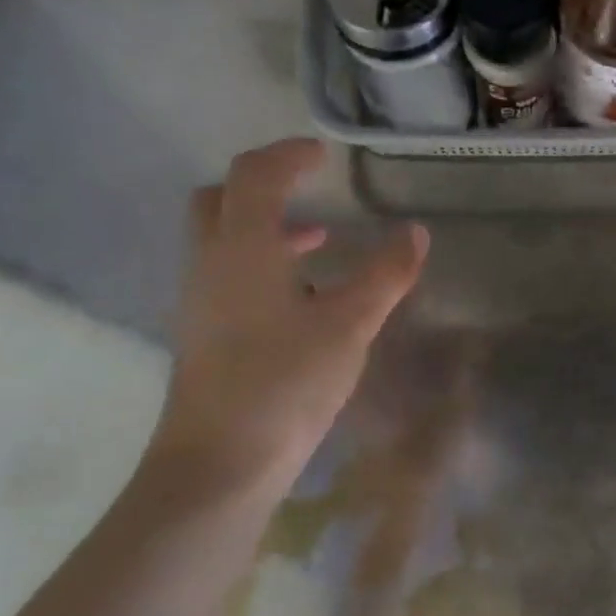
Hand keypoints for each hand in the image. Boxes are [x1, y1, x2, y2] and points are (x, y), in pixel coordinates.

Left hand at [147, 140, 428, 504]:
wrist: (219, 462)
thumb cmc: (286, 381)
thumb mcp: (350, 324)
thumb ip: (386, 274)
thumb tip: (416, 233)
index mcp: (242, 247)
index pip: (254, 175)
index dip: (287, 155)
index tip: (323, 154)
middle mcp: (210, 263)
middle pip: (220, 199)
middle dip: (262, 185)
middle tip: (306, 190)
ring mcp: (199, 300)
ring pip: (222, 240)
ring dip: (265, 228)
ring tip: (318, 243)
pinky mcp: (202, 333)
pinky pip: (226, 274)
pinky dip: (260, 264)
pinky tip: (300, 299)